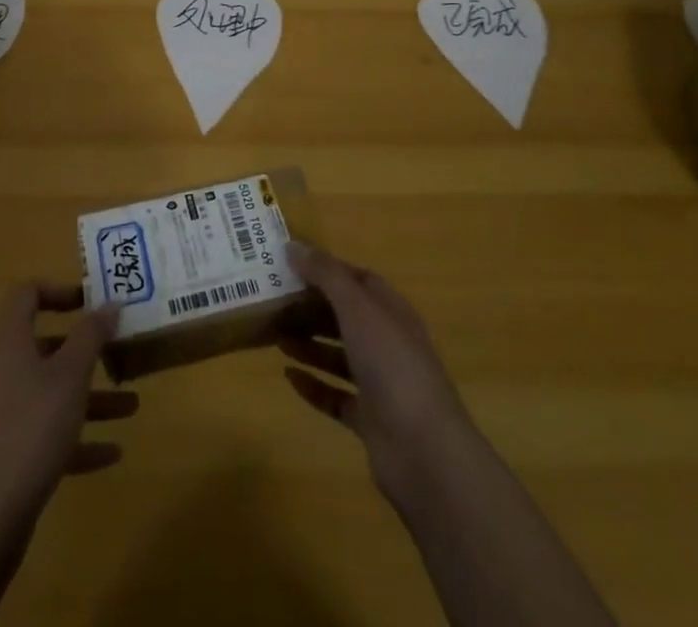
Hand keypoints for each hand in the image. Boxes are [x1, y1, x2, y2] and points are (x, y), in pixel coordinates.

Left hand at [0, 282, 134, 536]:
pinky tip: (111, 454)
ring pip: (49, 394)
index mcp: (10, 343)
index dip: (59, 290)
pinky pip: (44, 435)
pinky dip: (76, 439)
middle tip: (119, 353)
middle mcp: (0, 372)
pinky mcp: (4, 456)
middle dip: (85, 352)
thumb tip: (109, 302)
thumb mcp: (70, 376)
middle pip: (44, 347)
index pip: (26, 295)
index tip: (92, 303)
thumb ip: (91, 335)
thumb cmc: (30, 430)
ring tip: (131, 407)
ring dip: (89, 398)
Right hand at [279, 241, 479, 509]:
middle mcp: (387, 343)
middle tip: (273, 301)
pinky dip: (313, 386)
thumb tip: (293, 246)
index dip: (328, 270)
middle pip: (346, 317)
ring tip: (274, 335)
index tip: (291, 264)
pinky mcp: (370, 420)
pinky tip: (288, 377)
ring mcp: (381, 384)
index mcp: (391, 312)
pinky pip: (336, 396)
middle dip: (312, 308)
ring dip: (309, 344)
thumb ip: (326, 275)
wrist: (424, 452)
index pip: (359, 280)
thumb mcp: (358, 308)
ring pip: (339, 356)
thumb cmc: (392, 365)